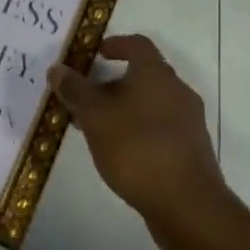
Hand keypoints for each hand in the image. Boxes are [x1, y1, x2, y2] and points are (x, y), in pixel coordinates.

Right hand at [50, 35, 223, 228]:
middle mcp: (177, 90)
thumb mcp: (95, 117)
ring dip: (124, 108)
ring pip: (150, 103)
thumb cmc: (136, 149)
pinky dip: (138, 129)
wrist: (187, 205)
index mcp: (156, 74)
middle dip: (112, 83)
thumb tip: (57, 68)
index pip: (137, 44)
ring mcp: (188, 121)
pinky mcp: (191, 149)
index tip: (95, 54)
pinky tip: (120, 152)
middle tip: (85, 99)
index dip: (115, 44)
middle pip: (143, 75)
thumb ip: (75, 90)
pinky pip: (160, 127)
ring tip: (96, 130)